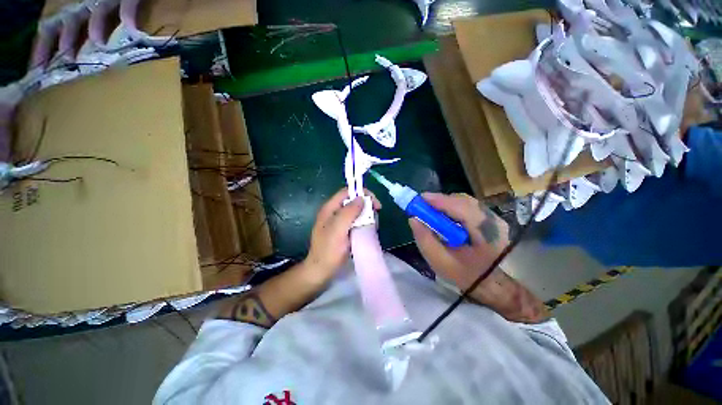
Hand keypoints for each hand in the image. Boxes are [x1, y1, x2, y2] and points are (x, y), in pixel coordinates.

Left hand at [304, 188, 380, 281]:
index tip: (375, 204)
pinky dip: (364, 223)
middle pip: (353, 201)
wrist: (321, 271)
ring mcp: (339, 222)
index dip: (362, 193)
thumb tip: (362, 198)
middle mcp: (334, 212)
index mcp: (330, 208)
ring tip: (373, 225)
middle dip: (366, 206)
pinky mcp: (343, 231)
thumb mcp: (338, 229)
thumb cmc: (328, 250)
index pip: (347, 192)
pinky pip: (356, 222)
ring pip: (356, 212)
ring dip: (366, 215)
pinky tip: (368, 230)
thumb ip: (349, 212)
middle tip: (375, 217)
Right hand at [409, 193, 509, 290]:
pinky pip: (469, 206)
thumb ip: (424, 239)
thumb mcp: (439, 261)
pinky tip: (445, 216)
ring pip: (466, 201)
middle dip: (441, 201)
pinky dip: (454, 207)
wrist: (490, 283)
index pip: (461, 208)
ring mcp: (494, 218)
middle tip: (423, 206)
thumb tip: (413, 219)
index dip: (439, 201)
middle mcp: (493, 221)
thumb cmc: (464, 274)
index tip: (420, 199)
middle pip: (463, 201)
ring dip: (446, 204)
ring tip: (432, 211)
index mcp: (484, 233)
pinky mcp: (491, 219)